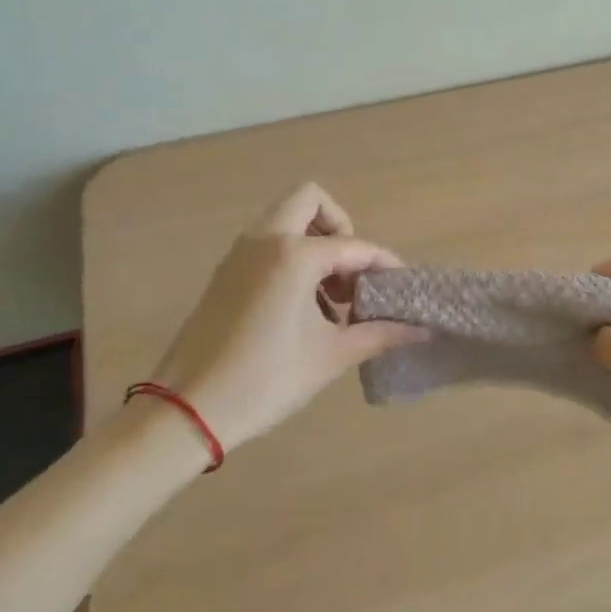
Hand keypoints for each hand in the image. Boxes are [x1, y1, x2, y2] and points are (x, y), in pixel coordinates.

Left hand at [145, 184, 426, 452]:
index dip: (384, 264)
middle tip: (351, 272)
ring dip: (315, 242)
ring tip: (330, 297)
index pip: (354, 246)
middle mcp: (265, 241)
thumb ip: (381, 334)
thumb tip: (423, 331)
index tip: (401, 288)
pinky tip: (302, 308)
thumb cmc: (266, 379)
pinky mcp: (224, 273)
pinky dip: (291, 257)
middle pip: (310, 201)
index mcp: (294, 255)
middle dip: (340, 227)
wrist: (187, 410)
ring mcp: (239, 254)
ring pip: (285, 219)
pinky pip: (266, 244)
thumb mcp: (331, 356)